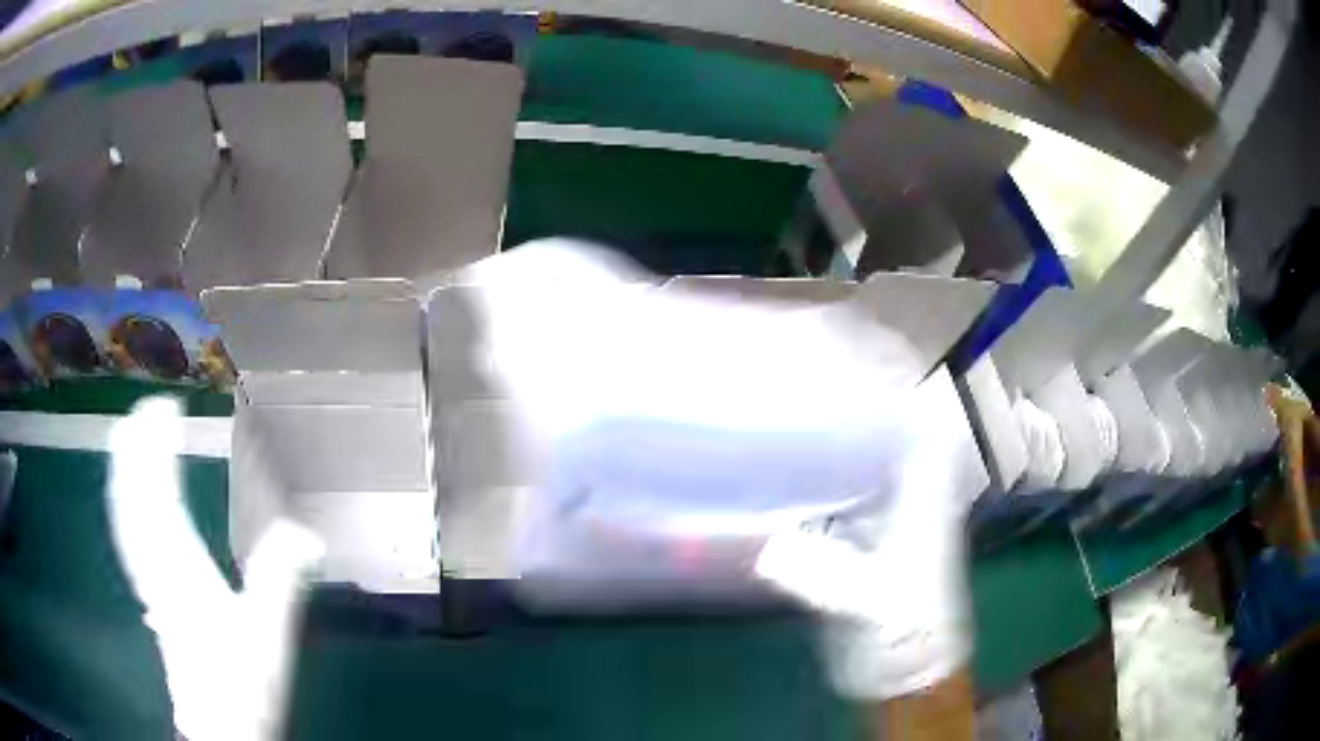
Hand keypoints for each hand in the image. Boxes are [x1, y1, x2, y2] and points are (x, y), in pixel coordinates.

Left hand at [107, 397, 323, 740]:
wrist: (218, 723)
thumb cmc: (241, 682)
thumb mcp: (268, 634)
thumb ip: (280, 581)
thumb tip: (307, 534)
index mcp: (181, 567)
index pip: (159, 493)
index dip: (158, 447)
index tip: (167, 408)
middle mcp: (156, 564)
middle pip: (134, 496)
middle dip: (135, 449)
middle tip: (144, 409)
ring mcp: (148, 578)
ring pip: (125, 513)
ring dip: (124, 471)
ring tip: (126, 436)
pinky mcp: (149, 591)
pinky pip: (128, 535)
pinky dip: (123, 505)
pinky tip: (125, 497)